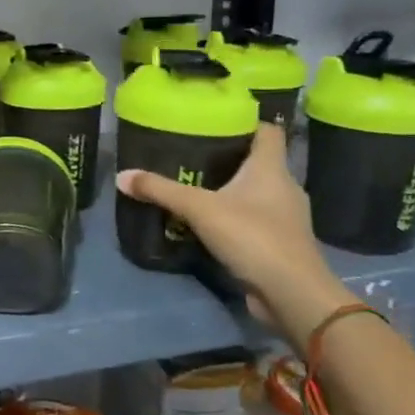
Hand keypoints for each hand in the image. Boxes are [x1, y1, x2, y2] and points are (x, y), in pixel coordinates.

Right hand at [117, 122, 356, 351]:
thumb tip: (122, 176)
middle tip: (191, 152)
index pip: (267, 131)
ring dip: (230, 188)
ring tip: (194, 186)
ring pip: (255, 191)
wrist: (293, 294)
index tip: (214, 120)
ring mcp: (285, 217)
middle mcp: (284, 187)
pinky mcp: (279, 243)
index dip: (244, 121)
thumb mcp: (199, 209)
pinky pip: (254, 219)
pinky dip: (234, 216)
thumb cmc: (253, 237)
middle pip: (258, 161)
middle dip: (228, 156)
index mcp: (271, 169)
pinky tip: (208, 222)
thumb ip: (160, 190)